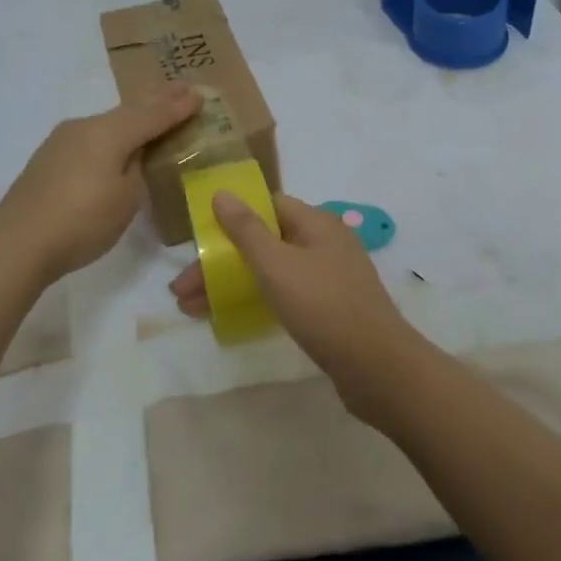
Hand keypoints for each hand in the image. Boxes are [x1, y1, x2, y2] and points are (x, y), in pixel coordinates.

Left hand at [0, 85, 201, 283]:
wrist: (19, 243)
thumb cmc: (83, 221)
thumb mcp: (126, 198)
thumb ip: (136, 168)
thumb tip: (132, 154)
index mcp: (109, 133)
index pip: (153, 115)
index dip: (177, 107)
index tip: (199, 94)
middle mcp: (85, 127)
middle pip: (129, 110)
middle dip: (157, 99)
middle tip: (182, 87)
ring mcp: (62, 140)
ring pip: (108, 122)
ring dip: (134, 115)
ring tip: (154, 110)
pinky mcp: (48, 158)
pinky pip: (91, 136)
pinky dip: (112, 133)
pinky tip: (116, 140)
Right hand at [169, 191, 427, 411]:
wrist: (378, 367)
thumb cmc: (323, 306)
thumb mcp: (277, 264)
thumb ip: (246, 229)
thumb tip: (221, 192)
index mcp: (316, 222)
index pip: (267, 206)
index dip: (231, 217)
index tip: (200, 239)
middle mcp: (325, 243)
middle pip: (264, 241)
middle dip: (222, 262)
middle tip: (182, 290)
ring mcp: (330, 277)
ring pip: (272, 271)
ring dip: (233, 284)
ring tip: (192, 309)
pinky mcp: (331, 308)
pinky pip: (286, 294)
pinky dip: (257, 300)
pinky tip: (231, 317)